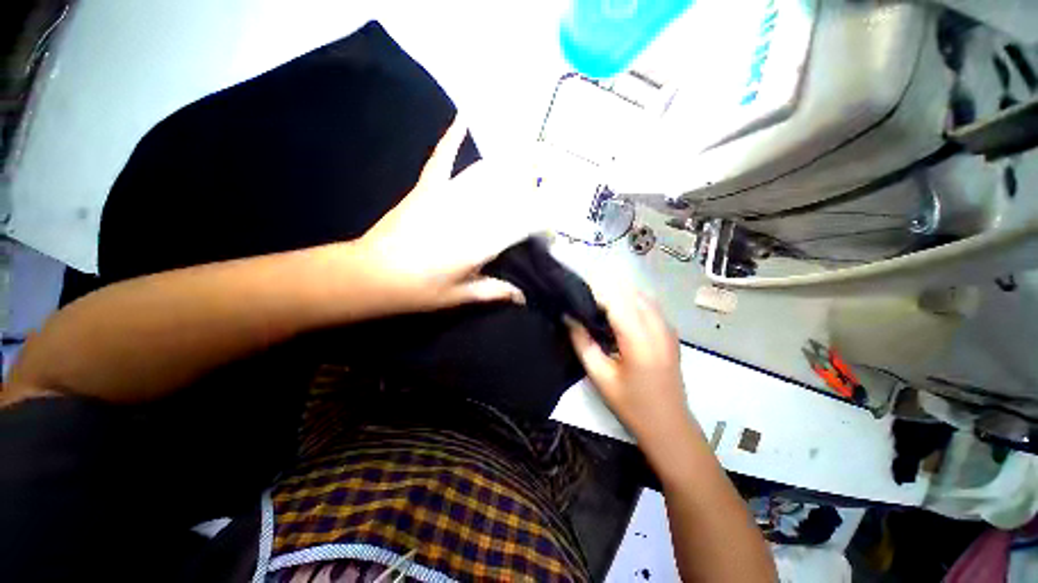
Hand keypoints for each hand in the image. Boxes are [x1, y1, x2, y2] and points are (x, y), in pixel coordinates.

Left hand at [355, 116, 546, 312]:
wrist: (370, 275)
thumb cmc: (418, 291)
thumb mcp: (459, 296)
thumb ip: (494, 292)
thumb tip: (522, 296)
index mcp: (480, 242)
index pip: (524, 224)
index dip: (544, 224)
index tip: (552, 233)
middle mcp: (470, 213)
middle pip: (510, 192)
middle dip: (533, 191)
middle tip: (545, 195)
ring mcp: (446, 196)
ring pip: (486, 173)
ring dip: (510, 167)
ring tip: (529, 162)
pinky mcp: (426, 189)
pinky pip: (442, 159)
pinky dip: (453, 138)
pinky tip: (464, 117)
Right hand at [568, 287, 693, 447]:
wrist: (669, 425)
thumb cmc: (631, 405)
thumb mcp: (600, 376)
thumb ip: (582, 343)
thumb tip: (568, 317)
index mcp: (639, 340)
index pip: (615, 300)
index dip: (593, 290)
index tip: (573, 290)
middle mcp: (657, 327)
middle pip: (629, 292)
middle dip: (604, 288)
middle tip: (581, 296)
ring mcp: (667, 327)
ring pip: (640, 295)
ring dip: (617, 292)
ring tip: (595, 302)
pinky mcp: (670, 331)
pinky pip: (648, 304)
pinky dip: (630, 300)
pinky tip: (616, 311)